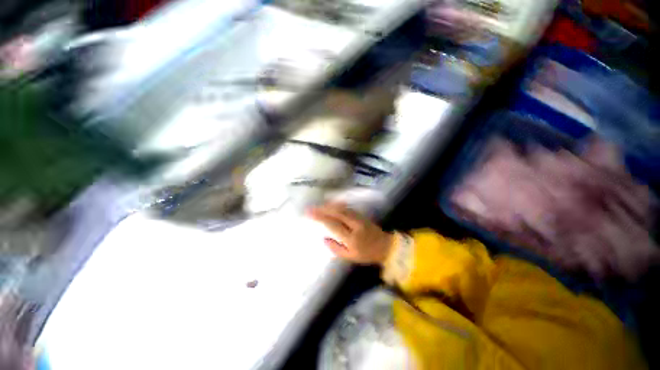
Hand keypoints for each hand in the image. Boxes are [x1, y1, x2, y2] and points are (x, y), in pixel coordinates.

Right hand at [307, 202, 393, 264]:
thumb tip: (324, 239)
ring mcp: (359, 218)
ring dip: (329, 206)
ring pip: (342, 208)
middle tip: (311, 207)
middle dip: (323, 209)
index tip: (310, 214)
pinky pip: (346, 208)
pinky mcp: (361, 215)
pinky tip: (331, 204)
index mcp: (351, 238)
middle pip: (337, 213)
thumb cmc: (367, 254)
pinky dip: (337, 205)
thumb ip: (336, 249)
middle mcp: (354, 225)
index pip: (333, 224)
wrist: (386, 246)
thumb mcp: (350, 257)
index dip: (320, 218)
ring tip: (318, 206)